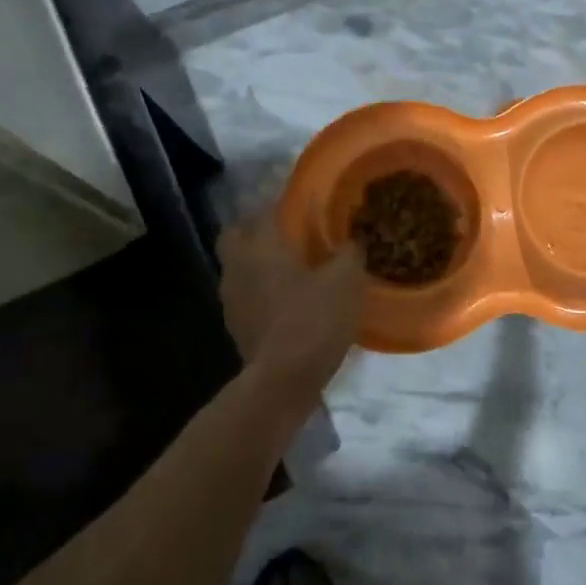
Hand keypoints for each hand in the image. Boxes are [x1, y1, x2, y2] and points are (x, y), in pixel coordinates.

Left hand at [218, 210, 363, 391]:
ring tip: (290, 270)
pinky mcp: (236, 326)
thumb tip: (353, 239)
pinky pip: (246, 296)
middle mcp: (238, 266)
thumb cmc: (313, 319)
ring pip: (239, 267)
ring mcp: (231, 299)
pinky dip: (261, 292)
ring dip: (258, 263)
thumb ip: (349, 253)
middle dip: (255, 229)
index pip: (264, 210)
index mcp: (261, 246)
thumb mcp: (346, 281)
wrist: (283, 380)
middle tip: (286, 234)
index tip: (302, 204)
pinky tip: (287, 302)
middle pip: (236, 235)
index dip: (283, 204)